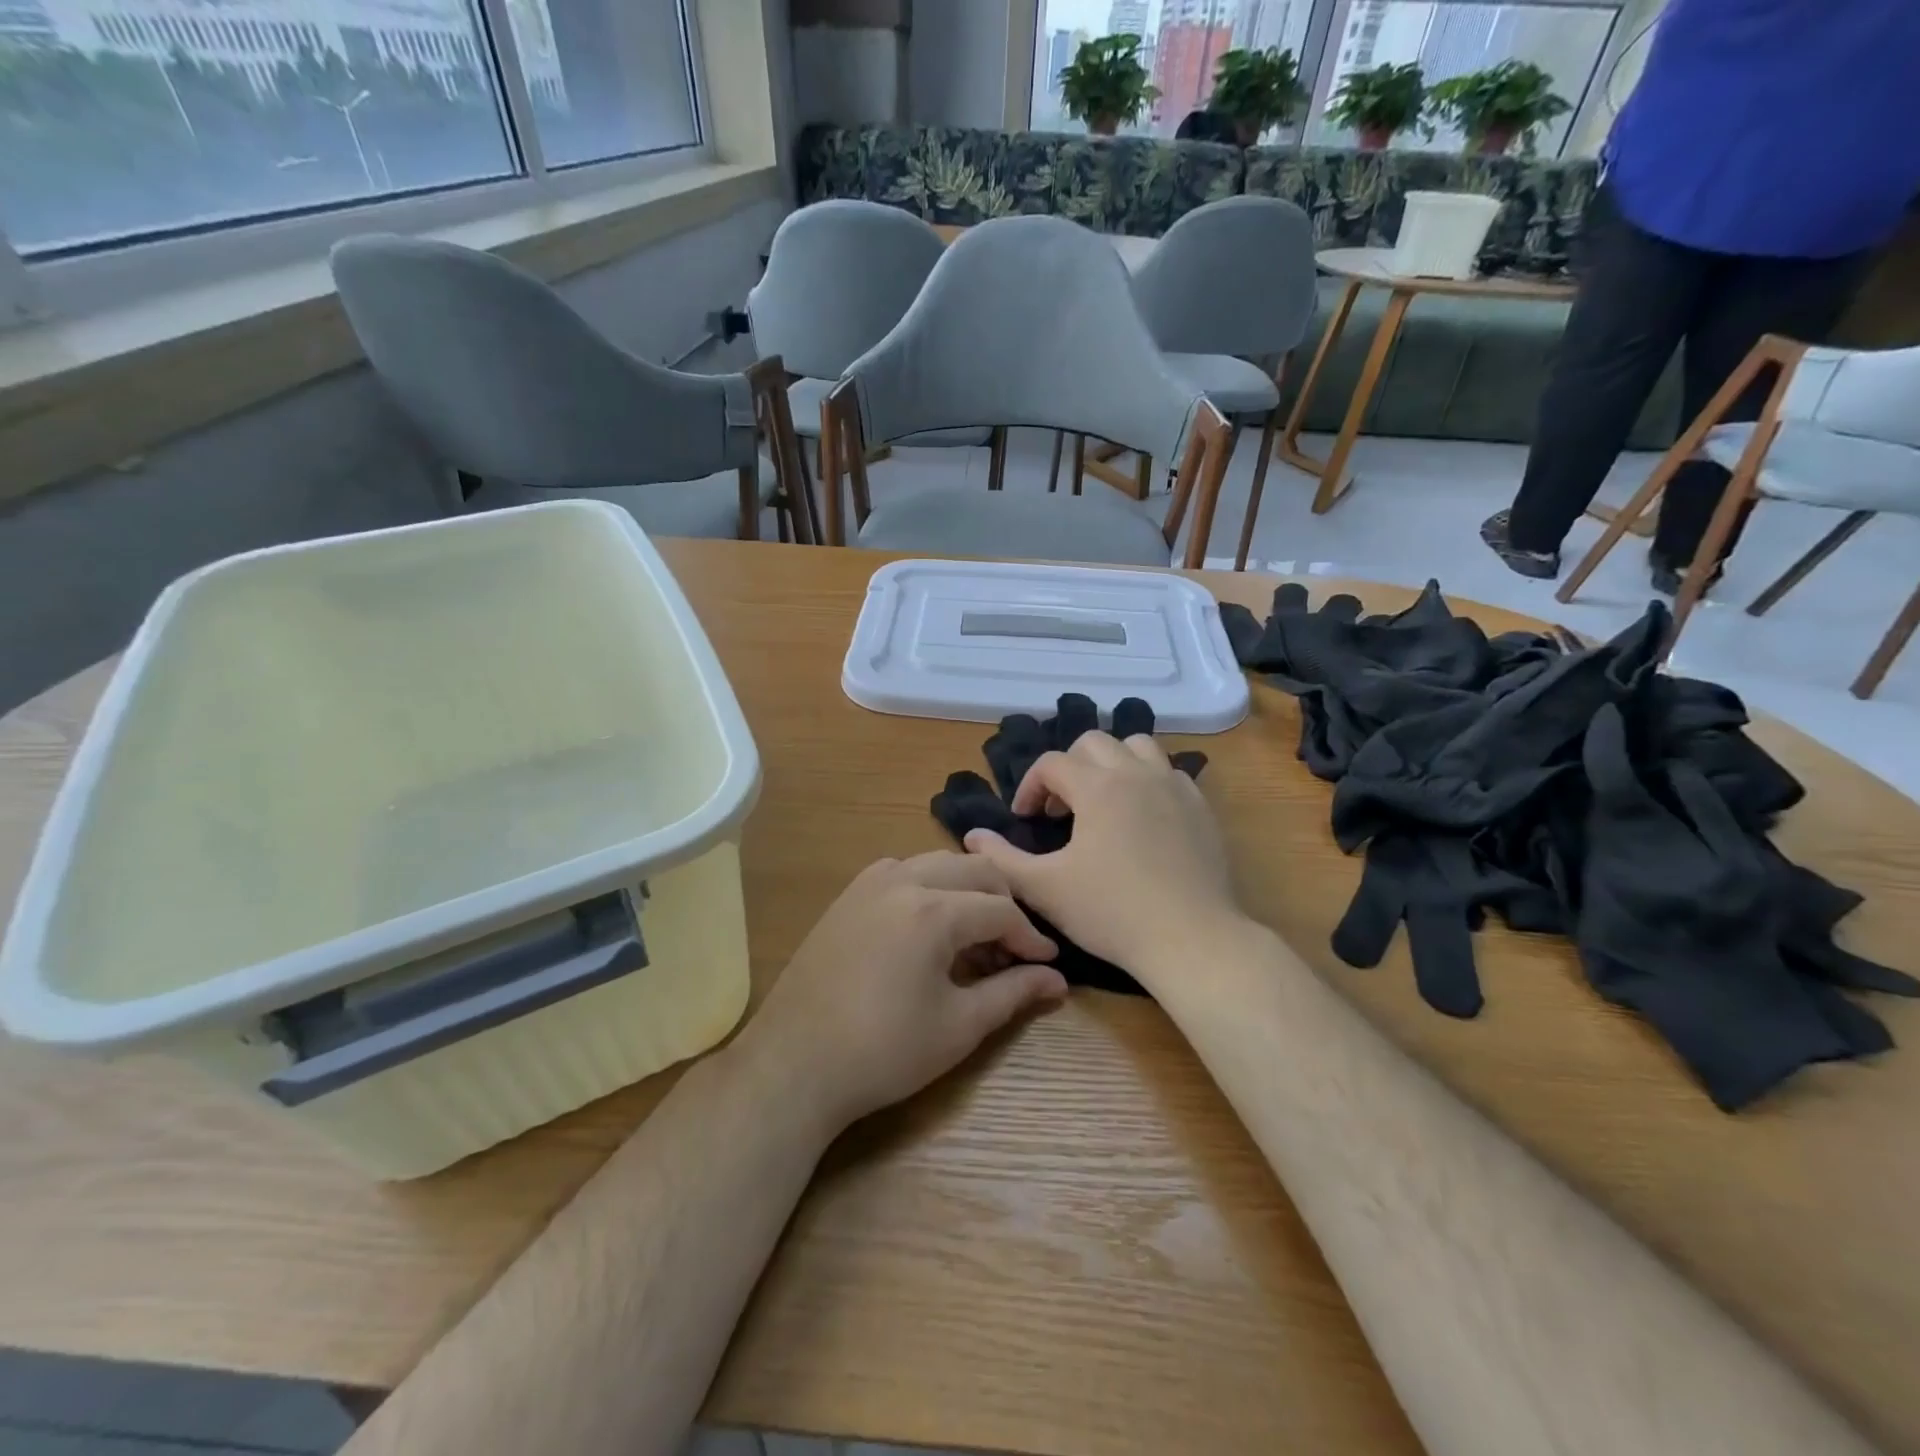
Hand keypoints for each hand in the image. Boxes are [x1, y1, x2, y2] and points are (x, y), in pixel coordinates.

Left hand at [740, 852, 1068, 1131]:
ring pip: (937, 863)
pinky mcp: (848, 895)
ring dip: (967, 890)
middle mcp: (903, 880)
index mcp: (933, 910)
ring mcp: (869, 883)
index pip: (1001, 910)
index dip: (1031, 938)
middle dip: (1004, 903)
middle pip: (974, 870)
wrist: (795, 1064)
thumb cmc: (884, 1051)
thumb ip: (1013, 993)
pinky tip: (929, 926)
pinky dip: (929, 887)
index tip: (1047, 965)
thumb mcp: (959, 1026)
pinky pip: (902, 871)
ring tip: (975, 936)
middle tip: (1014, 947)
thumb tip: (1057, 980)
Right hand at [963, 731, 1248, 989]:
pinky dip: (1148, 781)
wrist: (1191, 939)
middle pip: (1093, 742)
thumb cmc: (1112, 913)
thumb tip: (972, 836)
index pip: (1051, 763)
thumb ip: (1002, 859)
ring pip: (1138, 746)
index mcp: (1097, 786)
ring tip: (1103, 799)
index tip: (1024, 818)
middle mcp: (1137, 773)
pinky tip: (1143, 817)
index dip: (1030, 786)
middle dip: (1068, 767)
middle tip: (1060, 810)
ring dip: (1112, 763)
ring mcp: (1174, 787)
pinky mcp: (1201, 808)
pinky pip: (1170, 773)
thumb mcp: (1045, 889)